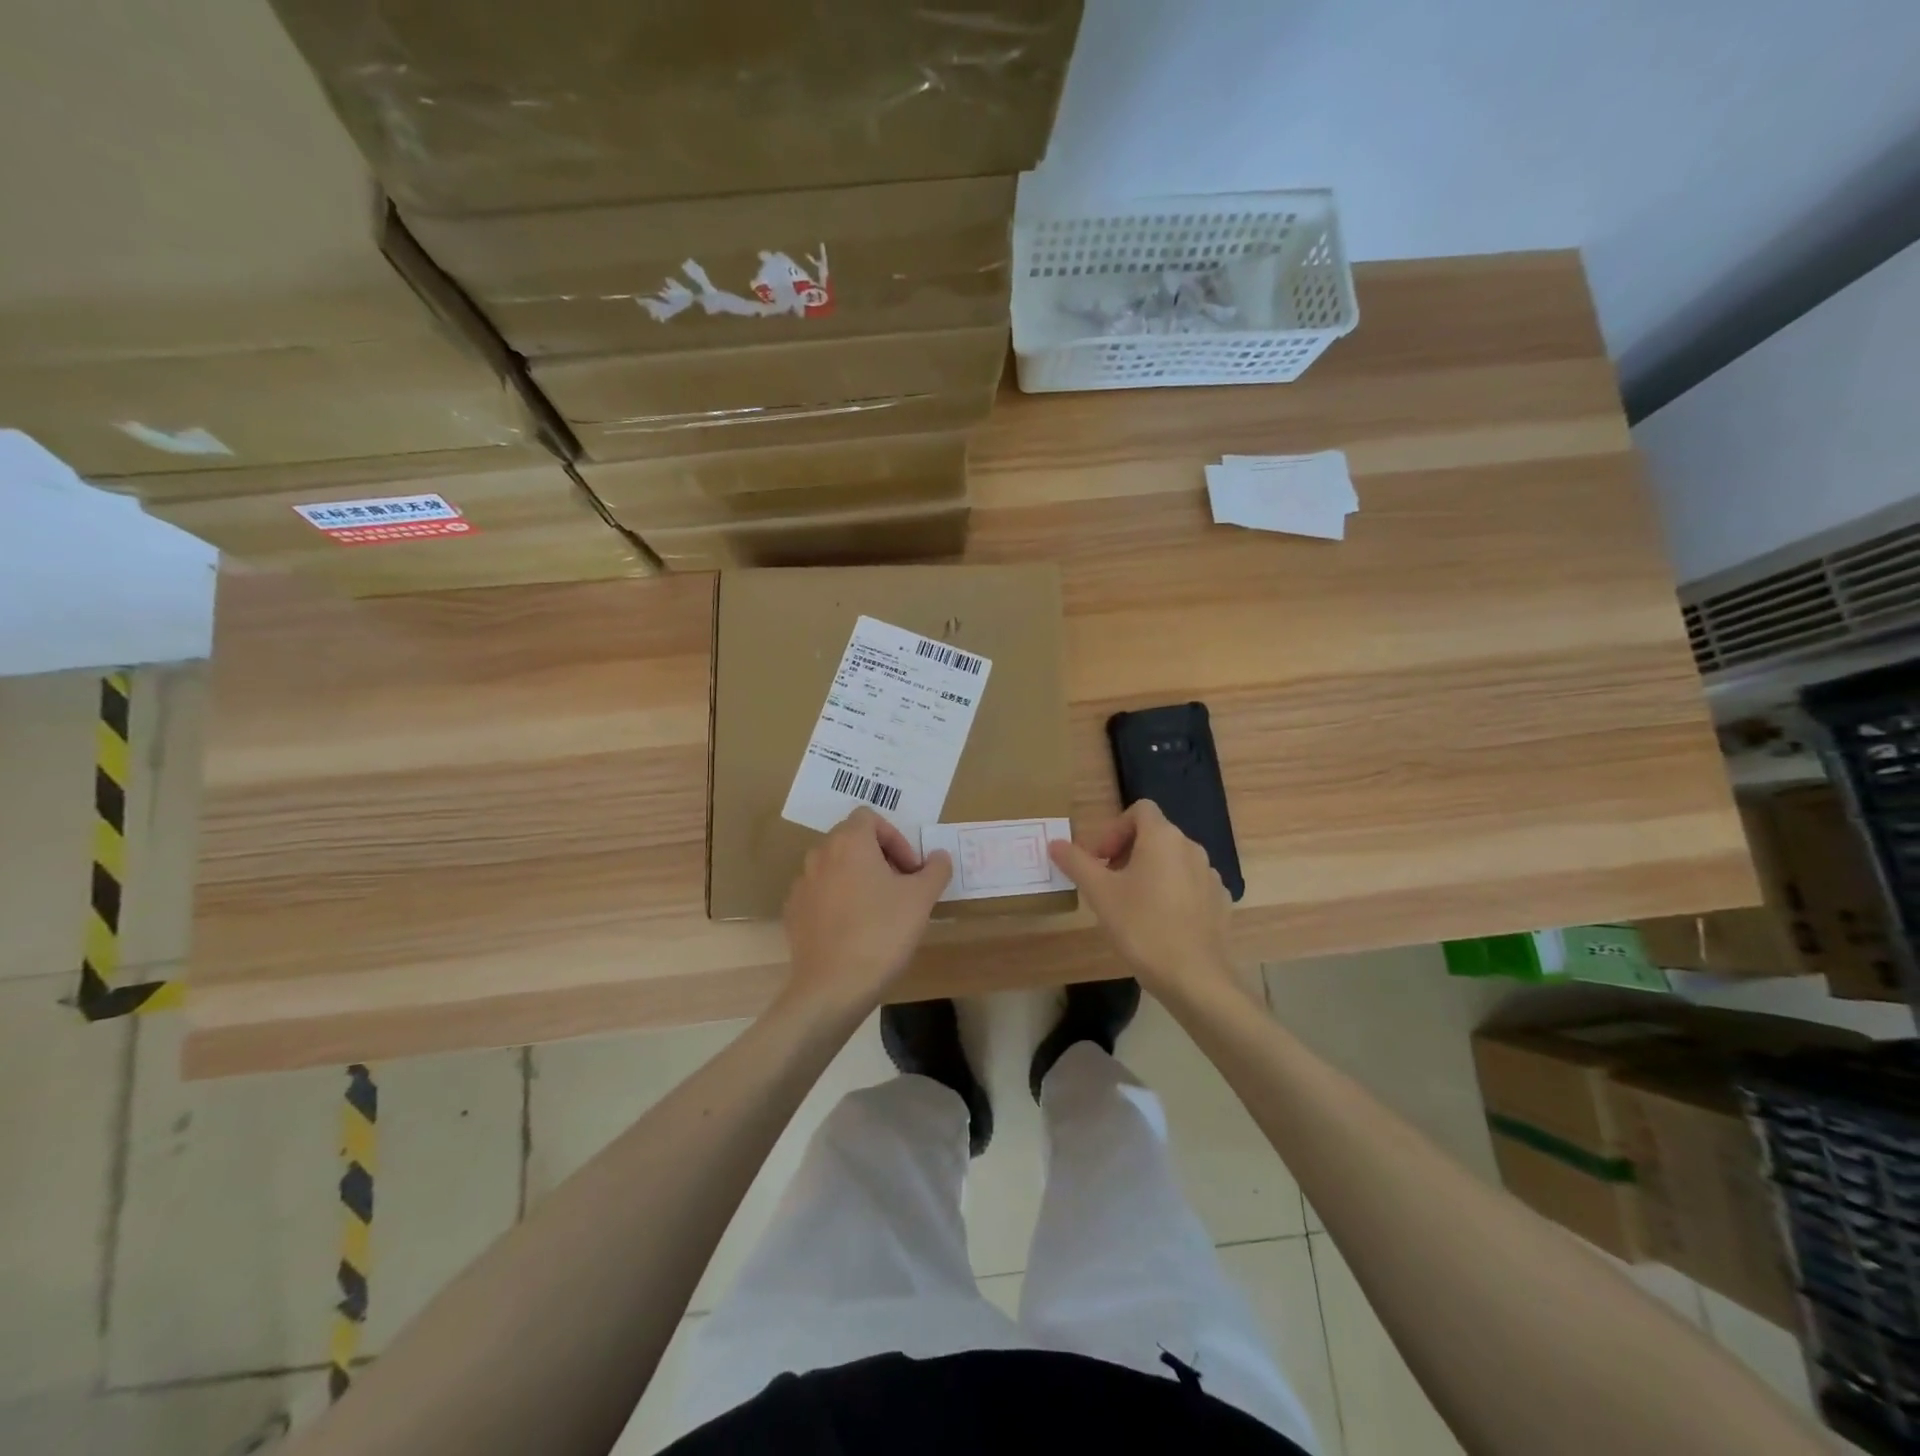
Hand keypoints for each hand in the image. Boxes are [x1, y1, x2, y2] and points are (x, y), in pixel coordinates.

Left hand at [782, 808, 952, 1011]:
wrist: (833, 987)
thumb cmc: (882, 933)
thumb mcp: (922, 899)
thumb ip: (935, 869)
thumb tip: (939, 856)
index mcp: (849, 842)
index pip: (869, 818)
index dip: (895, 838)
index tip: (911, 869)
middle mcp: (820, 855)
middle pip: (851, 840)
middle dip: (879, 857)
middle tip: (900, 887)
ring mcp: (802, 884)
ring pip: (835, 867)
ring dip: (858, 878)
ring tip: (879, 910)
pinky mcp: (793, 913)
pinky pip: (820, 894)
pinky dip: (838, 901)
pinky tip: (854, 930)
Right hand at [1050, 800, 1235, 995]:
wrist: (1195, 977)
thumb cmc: (1142, 927)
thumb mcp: (1099, 893)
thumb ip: (1076, 862)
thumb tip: (1054, 843)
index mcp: (1163, 838)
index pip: (1139, 810)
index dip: (1114, 829)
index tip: (1100, 859)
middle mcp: (1191, 848)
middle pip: (1154, 835)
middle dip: (1126, 852)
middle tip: (1106, 884)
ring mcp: (1210, 876)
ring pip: (1171, 862)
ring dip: (1148, 873)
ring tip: (1130, 906)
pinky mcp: (1219, 902)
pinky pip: (1188, 885)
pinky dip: (1170, 893)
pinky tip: (1157, 923)